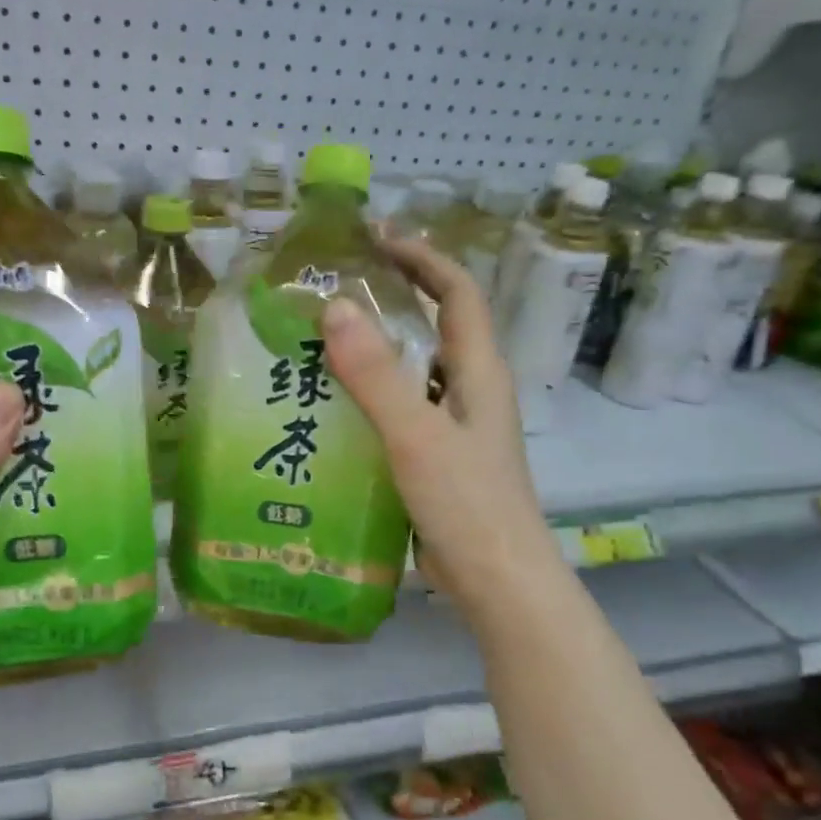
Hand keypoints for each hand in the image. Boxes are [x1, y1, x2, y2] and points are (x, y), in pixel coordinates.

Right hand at [321, 236, 557, 631]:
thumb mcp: (416, 436)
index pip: (458, 293)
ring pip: (416, 370)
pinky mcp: (437, 460)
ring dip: (380, 348)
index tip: (378, 236)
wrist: (496, 583)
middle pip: (437, 326)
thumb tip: (335, 307)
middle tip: (339, 284)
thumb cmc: (467, 505)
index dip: (424, 258)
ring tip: (323, 340)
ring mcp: (455, 428)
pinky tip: (333, 408)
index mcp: (478, 373)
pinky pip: (402, 410)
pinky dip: (372, 396)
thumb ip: (376, 375)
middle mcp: (471, 392)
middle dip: (397, 295)